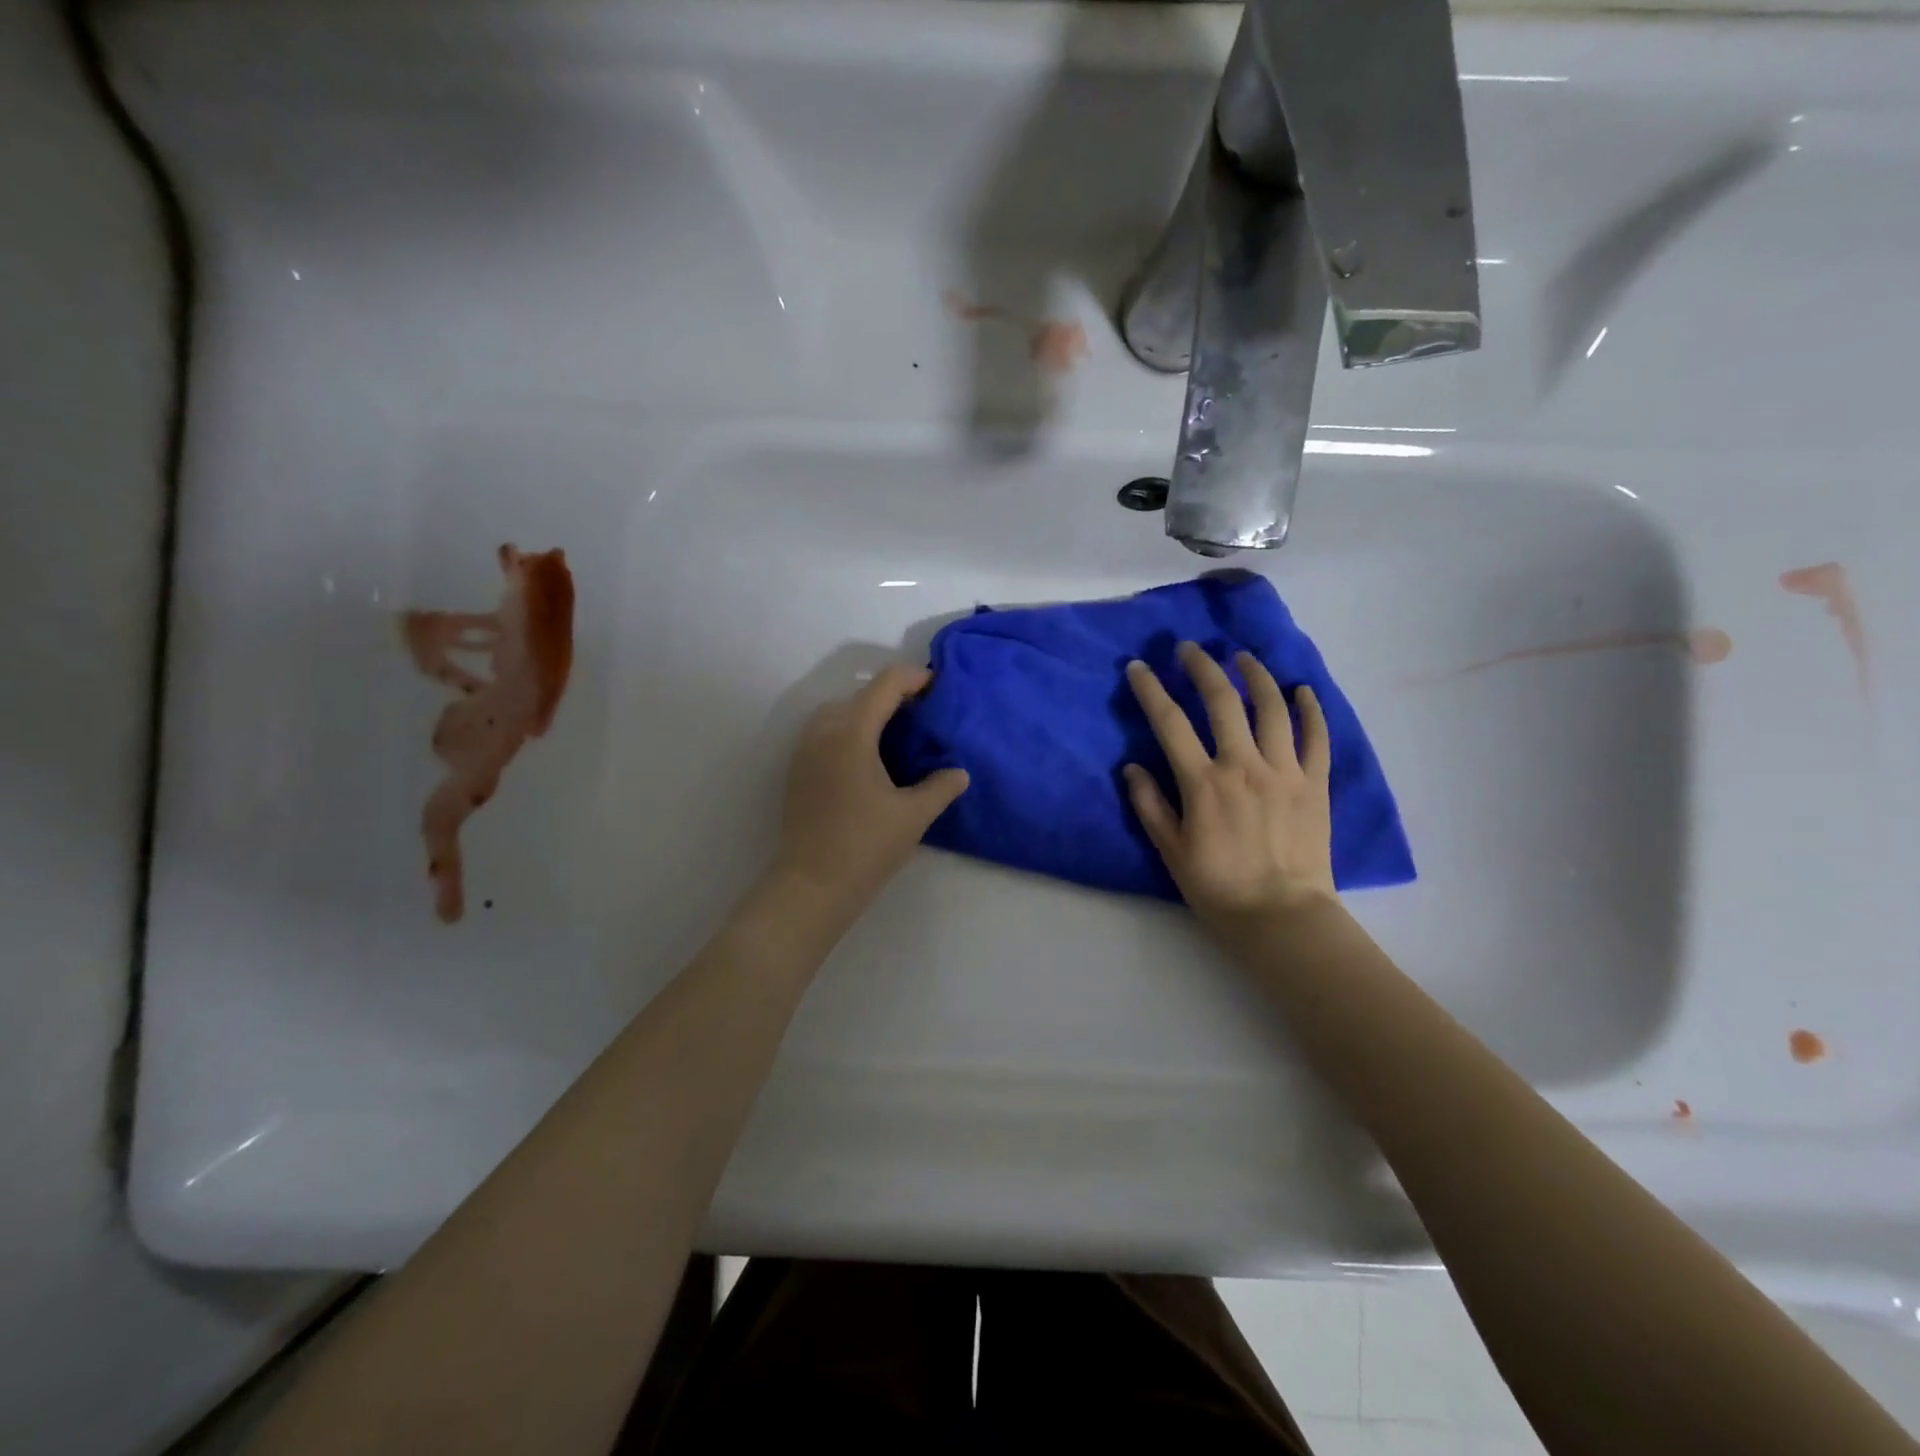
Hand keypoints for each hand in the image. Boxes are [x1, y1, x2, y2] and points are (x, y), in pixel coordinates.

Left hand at [774, 664, 969, 912]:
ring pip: (836, 713)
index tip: (936, 686)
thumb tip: (959, 773)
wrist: (811, 885)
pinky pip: (823, 734)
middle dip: (890, 695)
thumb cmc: (865, 846)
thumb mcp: (913, 816)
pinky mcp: (797, 772)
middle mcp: (823, 733)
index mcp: (852, 734)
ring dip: (864, 713)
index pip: (884, 685)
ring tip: (893, 734)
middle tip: (920, 714)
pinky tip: (867, 760)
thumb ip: (940, 788)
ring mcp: (805, 752)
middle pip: (858, 694)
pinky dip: (847, 731)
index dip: (913, 678)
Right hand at [1123, 642, 1335, 933]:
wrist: (1281, 917)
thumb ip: (1150, 805)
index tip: (1138, 667)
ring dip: (1255, 675)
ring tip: (1243, 657)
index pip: (1170, 723)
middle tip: (1189, 648)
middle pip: (1222, 701)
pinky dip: (1311, 710)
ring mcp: (1284, 771)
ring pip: (1271, 708)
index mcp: (1203, 783)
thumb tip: (1130, 766)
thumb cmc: (1218, 887)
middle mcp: (1243, 766)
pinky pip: (1317, 738)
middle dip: (1201, 667)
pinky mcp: (1314, 784)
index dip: (1151, 690)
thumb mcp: (1171, 851)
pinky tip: (1302, 690)